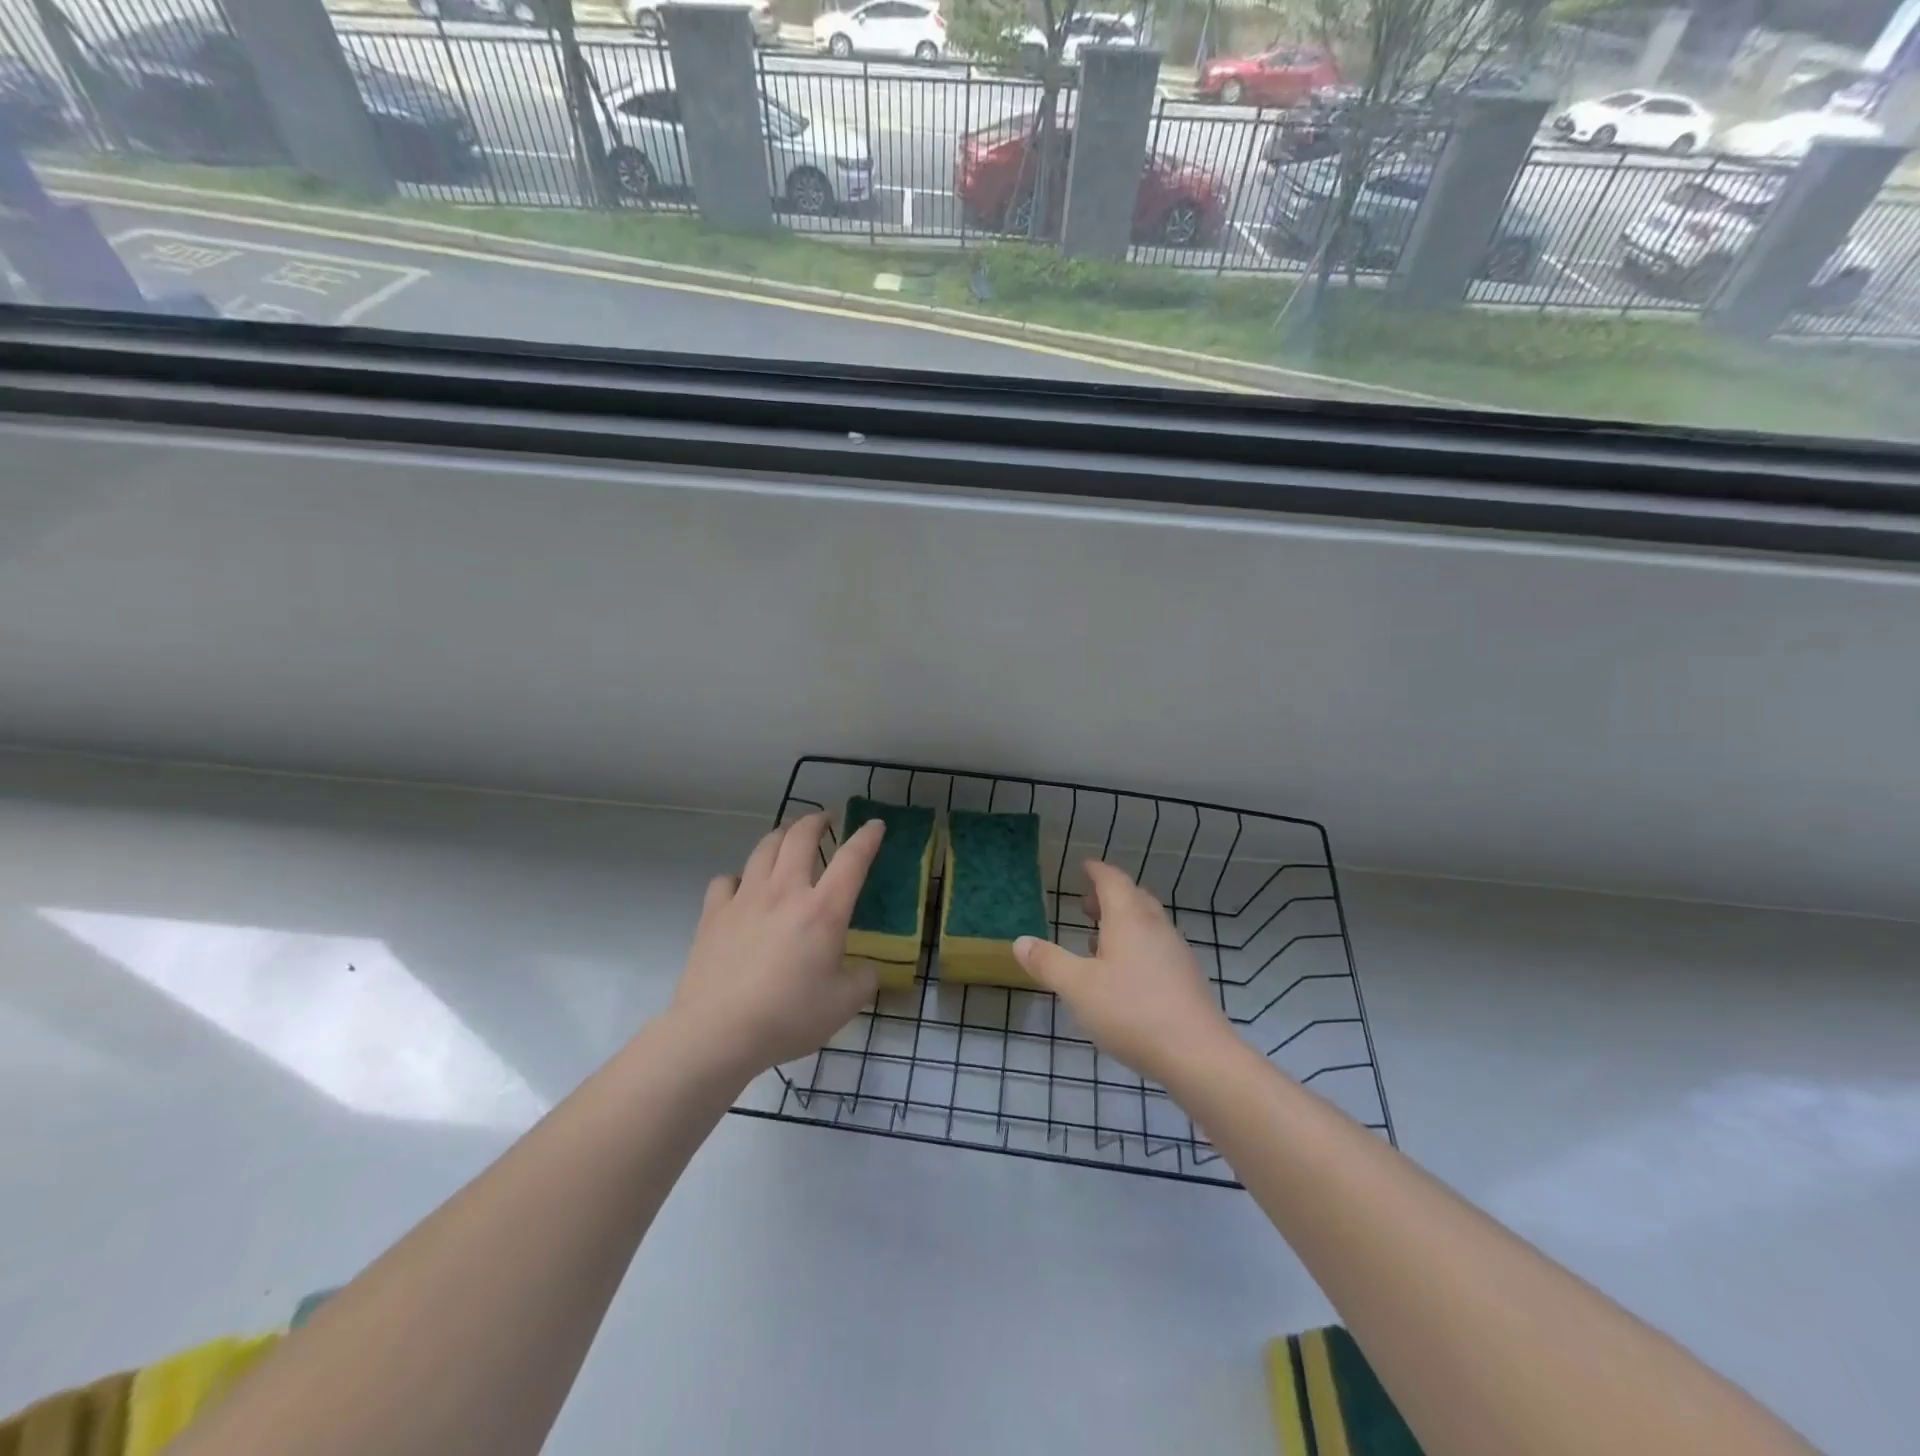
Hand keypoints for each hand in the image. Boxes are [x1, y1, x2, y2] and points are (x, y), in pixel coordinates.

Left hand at [671, 811, 885, 1078]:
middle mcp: (784, 892)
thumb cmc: (788, 1017)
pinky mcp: (714, 913)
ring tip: (788, 838)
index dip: (867, 837)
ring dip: (780, 836)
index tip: (875, 825)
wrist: (717, 1032)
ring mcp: (745, 899)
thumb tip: (867, 970)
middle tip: (825, 820)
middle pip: (800, 837)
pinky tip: (742, 889)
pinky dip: (739, 878)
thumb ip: (863, 980)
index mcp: (823, 910)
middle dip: (817, 821)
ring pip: (764, 848)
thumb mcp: (843, 1005)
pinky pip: (727, 880)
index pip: (852, 859)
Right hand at [1013, 860, 1234, 1085]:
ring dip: (1124, 923)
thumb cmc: (1131, 1011)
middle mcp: (1156, 928)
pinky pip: (1158, 949)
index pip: (1113, 881)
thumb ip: (1048, 962)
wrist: (1198, 1056)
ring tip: (1098, 941)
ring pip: (1148, 925)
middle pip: (1134, 899)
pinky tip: (1124, 977)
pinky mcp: (1187, 981)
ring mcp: (1176, 954)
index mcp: (1129, 919)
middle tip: (1085, 905)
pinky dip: (1137, 947)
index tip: (1085, 866)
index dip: (1097, 871)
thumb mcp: (1077, 987)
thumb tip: (1021, 941)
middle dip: (1109, 896)